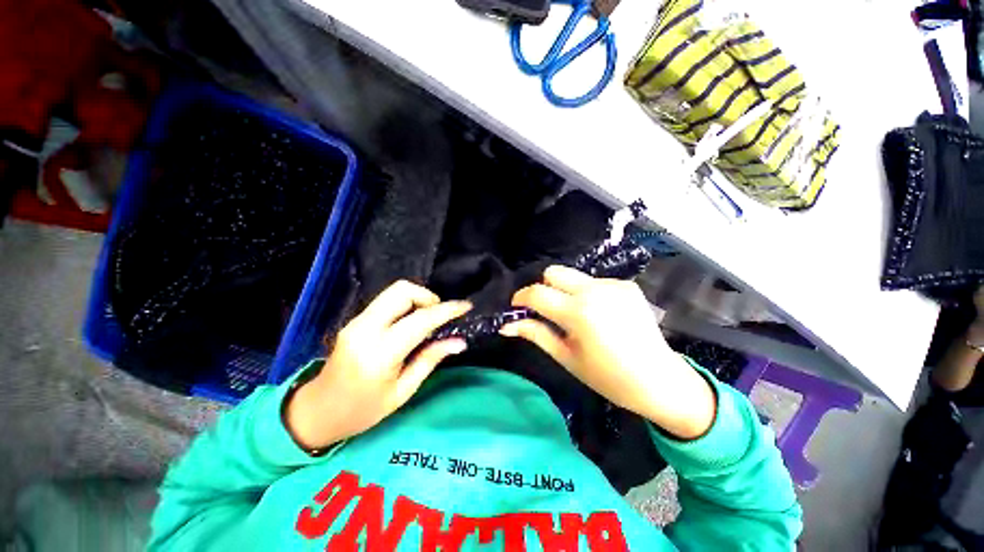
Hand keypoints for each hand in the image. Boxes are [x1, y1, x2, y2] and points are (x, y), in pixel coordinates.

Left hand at [285, 280, 470, 450]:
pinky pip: (387, 301)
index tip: (466, 306)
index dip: (447, 310)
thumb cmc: (362, 410)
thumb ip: (430, 360)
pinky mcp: (355, 320)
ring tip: (428, 321)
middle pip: (403, 291)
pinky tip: (411, 323)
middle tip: (440, 316)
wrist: (317, 411)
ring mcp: (357, 321)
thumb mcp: (402, 392)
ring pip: (394, 292)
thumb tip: (459, 342)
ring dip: (418, 299)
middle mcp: (365, 329)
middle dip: (428, 297)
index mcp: (379, 353)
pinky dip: (406, 305)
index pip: (420, 320)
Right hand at [501, 265, 714, 439]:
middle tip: (545, 309)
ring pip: (574, 276)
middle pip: (554, 272)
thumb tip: (506, 326)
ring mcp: (613, 285)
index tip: (517, 307)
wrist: (660, 380)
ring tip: (573, 314)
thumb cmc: (608, 377)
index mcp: (578, 312)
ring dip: (565, 290)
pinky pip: (594, 282)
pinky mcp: (627, 285)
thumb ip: (535, 334)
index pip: (537, 292)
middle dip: (543, 287)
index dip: (521, 298)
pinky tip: (597, 313)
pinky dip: (586, 293)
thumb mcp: (566, 357)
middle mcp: (595, 290)